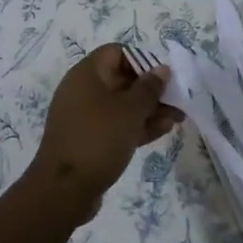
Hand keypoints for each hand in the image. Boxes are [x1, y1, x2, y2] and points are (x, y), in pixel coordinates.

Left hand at [32, 46, 181, 218]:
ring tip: (177, 118)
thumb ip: (149, 88)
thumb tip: (162, 69)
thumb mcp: (130, 111)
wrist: (64, 189)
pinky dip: (136, 125)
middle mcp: (82, 90)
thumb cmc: (98, 139)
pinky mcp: (88, 139)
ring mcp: (84, 116)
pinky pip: (115, 124)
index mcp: (86, 74)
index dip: (142, 60)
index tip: (163, 77)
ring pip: (121, 105)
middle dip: (151, 89)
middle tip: (178, 101)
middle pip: (121, 79)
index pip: (116, 52)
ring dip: (148, 109)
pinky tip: (162, 131)